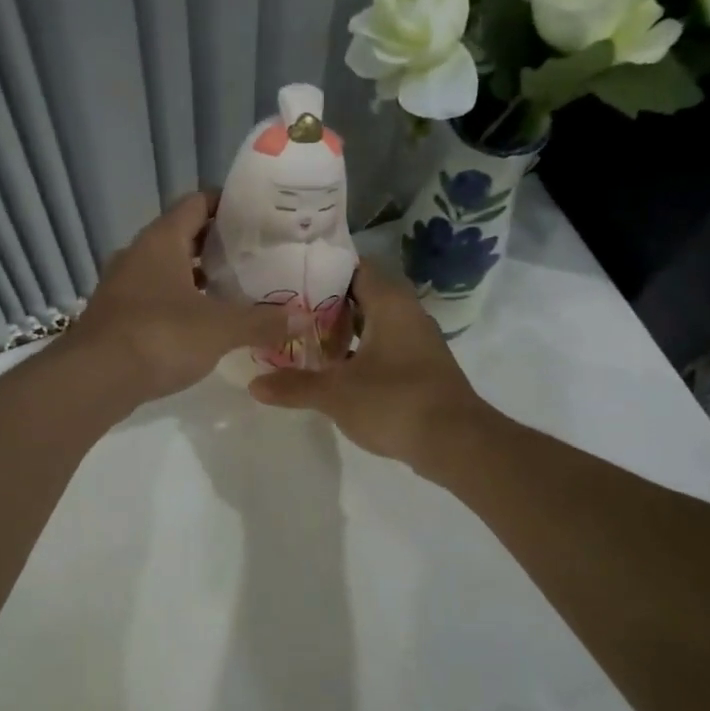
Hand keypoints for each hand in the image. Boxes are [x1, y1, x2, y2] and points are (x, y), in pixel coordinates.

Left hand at [70, 193, 292, 402]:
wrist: (94, 379)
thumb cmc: (160, 336)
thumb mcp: (220, 329)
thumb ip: (261, 321)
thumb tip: (303, 317)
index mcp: (161, 240)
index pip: (196, 202)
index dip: (227, 204)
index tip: (257, 215)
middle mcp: (137, 254)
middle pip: (182, 235)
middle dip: (216, 244)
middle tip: (255, 255)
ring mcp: (121, 285)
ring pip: (166, 268)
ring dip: (196, 276)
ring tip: (235, 288)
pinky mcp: (115, 315)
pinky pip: (154, 296)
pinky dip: (179, 301)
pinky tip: (202, 322)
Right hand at [250, 261, 484, 466]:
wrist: (455, 443)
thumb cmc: (394, 402)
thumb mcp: (336, 394)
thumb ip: (294, 385)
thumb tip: (253, 384)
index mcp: (390, 303)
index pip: (354, 267)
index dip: (321, 269)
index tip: (287, 275)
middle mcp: (406, 313)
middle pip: (360, 296)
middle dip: (324, 304)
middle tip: (285, 310)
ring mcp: (416, 341)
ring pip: (371, 324)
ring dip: (340, 332)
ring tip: (300, 339)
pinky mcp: (419, 368)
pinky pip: (381, 347)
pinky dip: (357, 353)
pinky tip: (330, 371)